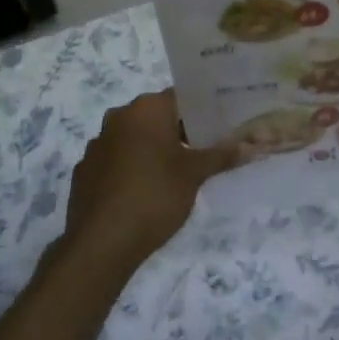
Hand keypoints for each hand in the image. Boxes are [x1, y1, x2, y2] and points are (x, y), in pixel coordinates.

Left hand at [63, 90, 241, 272]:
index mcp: (146, 109)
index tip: (221, 125)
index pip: (181, 97)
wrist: (102, 242)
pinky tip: (146, 190)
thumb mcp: (194, 175)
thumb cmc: (155, 195)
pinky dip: (133, 167)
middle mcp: (118, 117)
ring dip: (154, 149)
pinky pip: (117, 160)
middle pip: (157, 116)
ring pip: (135, 138)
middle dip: (180, 131)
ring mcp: (97, 144)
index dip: (203, 110)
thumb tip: (253, 146)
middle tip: (206, 150)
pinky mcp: (85, 170)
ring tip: (178, 173)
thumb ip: (221, 156)